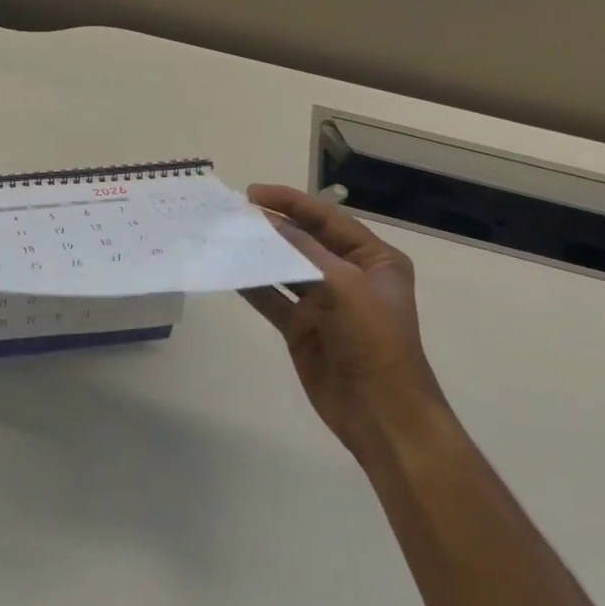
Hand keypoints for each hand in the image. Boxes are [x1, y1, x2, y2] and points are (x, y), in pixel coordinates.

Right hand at [241, 185, 450, 467]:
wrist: (380, 412)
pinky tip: (228, 269)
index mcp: (374, 260)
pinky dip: (252, 284)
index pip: (327, 219)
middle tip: (232, 213)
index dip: (291, 202)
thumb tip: (266, 221)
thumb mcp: (344, 286)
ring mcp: (323, 303)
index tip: (252, 193)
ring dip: (258, 253)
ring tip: (224, 236)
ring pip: (284, 268)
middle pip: (304, 241)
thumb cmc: (374, 341)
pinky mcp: (302, 328)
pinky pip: (272, 298)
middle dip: (272, 226)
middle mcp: (348, 276)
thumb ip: (303, 251)